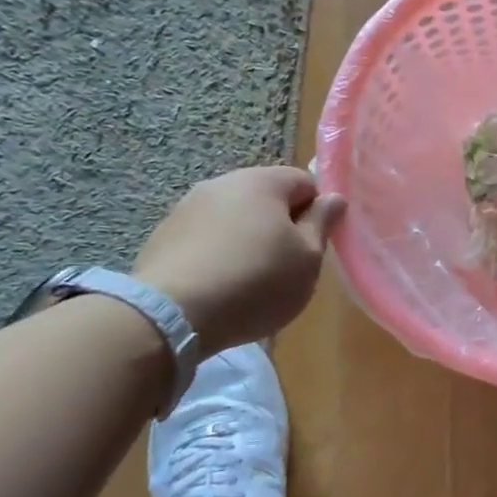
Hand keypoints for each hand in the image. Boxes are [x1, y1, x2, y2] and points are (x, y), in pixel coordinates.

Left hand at [134, 167, 344, 350]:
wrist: (172, 314)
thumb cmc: (257, 281)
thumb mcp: (307, 258)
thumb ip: (323, 223)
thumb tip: (334, 198)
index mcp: (263, 182)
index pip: (304, 182)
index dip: (317, 212)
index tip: (314, 245)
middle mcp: (223, 183)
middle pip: (266, 198)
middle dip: (280, 225)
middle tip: (286, 265)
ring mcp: (187, 207)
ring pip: (233, 217)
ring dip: (246, 239)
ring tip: (249, 280)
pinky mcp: (163, 236)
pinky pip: (204, 238)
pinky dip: (217, 254)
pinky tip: (218, 286)